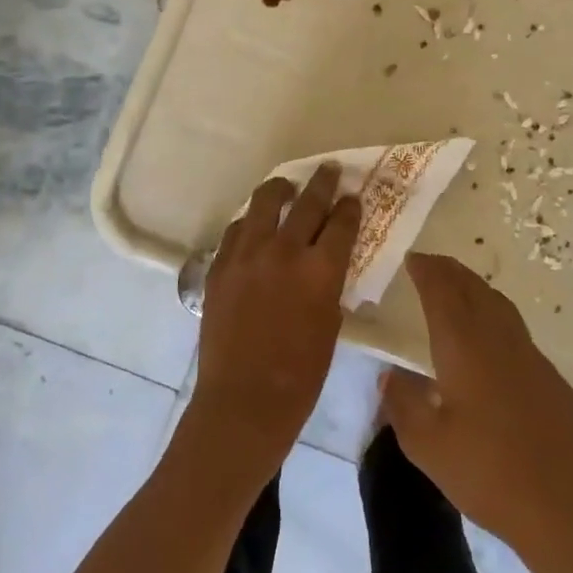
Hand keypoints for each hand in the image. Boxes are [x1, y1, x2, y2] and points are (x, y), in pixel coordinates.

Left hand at [183, 163, 359, 483]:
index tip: (353, 196)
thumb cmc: (300, 376)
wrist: (243, 403)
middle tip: (330, 169)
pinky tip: (255, 224)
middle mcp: (284, 251)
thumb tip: (326, 264)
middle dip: (323, 182)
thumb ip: (329, 285)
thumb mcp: (330, 325)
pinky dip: (250, 222)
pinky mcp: (220, 265)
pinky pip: (237, 230)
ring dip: (280, 190)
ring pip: (264, 203)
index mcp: (320, 269)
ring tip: (286, 186)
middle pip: (307, 202)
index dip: (350, 206)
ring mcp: (247, 255)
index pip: (341, 222)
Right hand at [381, 252, 572, 554]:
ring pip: (498, 304)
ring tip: (458, 288)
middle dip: (450, 271)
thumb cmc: (488, 473)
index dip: (427, 271)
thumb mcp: (428, 446)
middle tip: (431, 264)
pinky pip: (515, 329)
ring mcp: (530, 356)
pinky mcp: (550, 378)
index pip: (442, 292)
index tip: (414, 258)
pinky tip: (491, 339)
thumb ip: (403, 405)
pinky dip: (495, 315)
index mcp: (464, 347)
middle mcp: (497, 339)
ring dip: (475, 288)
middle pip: (473, 289)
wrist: (565, 507)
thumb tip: (390, 376)